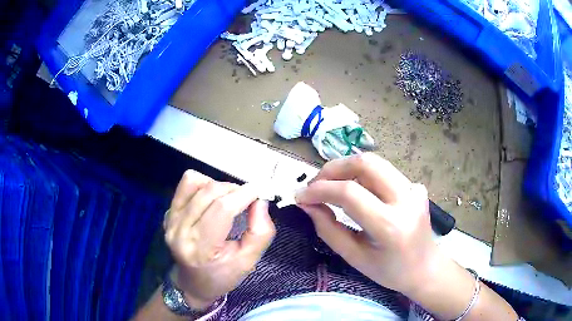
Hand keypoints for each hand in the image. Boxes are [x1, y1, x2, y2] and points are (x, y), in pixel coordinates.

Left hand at [164, 170, 275, 308]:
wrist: (193, 283)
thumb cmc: (222, 275)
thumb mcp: (248, 261)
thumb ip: (260, 232)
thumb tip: (260, 200)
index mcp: (200, 249)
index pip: (222, 209)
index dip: (244, 195)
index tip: (260, 191)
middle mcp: (180, 231)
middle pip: (210, 192)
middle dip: (234, 189)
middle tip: (247, 199)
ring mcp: (170, 220)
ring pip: (196, 182)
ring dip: (218, 185)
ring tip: (228, 199)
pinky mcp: (168, 213)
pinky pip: (186, 185)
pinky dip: (203, 184)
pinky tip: (211, 200)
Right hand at [295, 153, 442, 295]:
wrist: (425, 268)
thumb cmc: (389, 271)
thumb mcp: (354, 257)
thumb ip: (328, 229)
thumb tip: (307, 204)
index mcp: (390, 225)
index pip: (349, 192)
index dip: (319, 189)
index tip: (300, 195)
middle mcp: (406, 199)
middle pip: (364, 163)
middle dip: (333, 168)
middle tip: (315, 185)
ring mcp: (414, 188)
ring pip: (374, 162)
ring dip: (346, 168)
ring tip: (330, 185)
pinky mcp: (415, 185)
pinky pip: (383, 172)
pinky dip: (362, 176)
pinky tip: (355, 190)